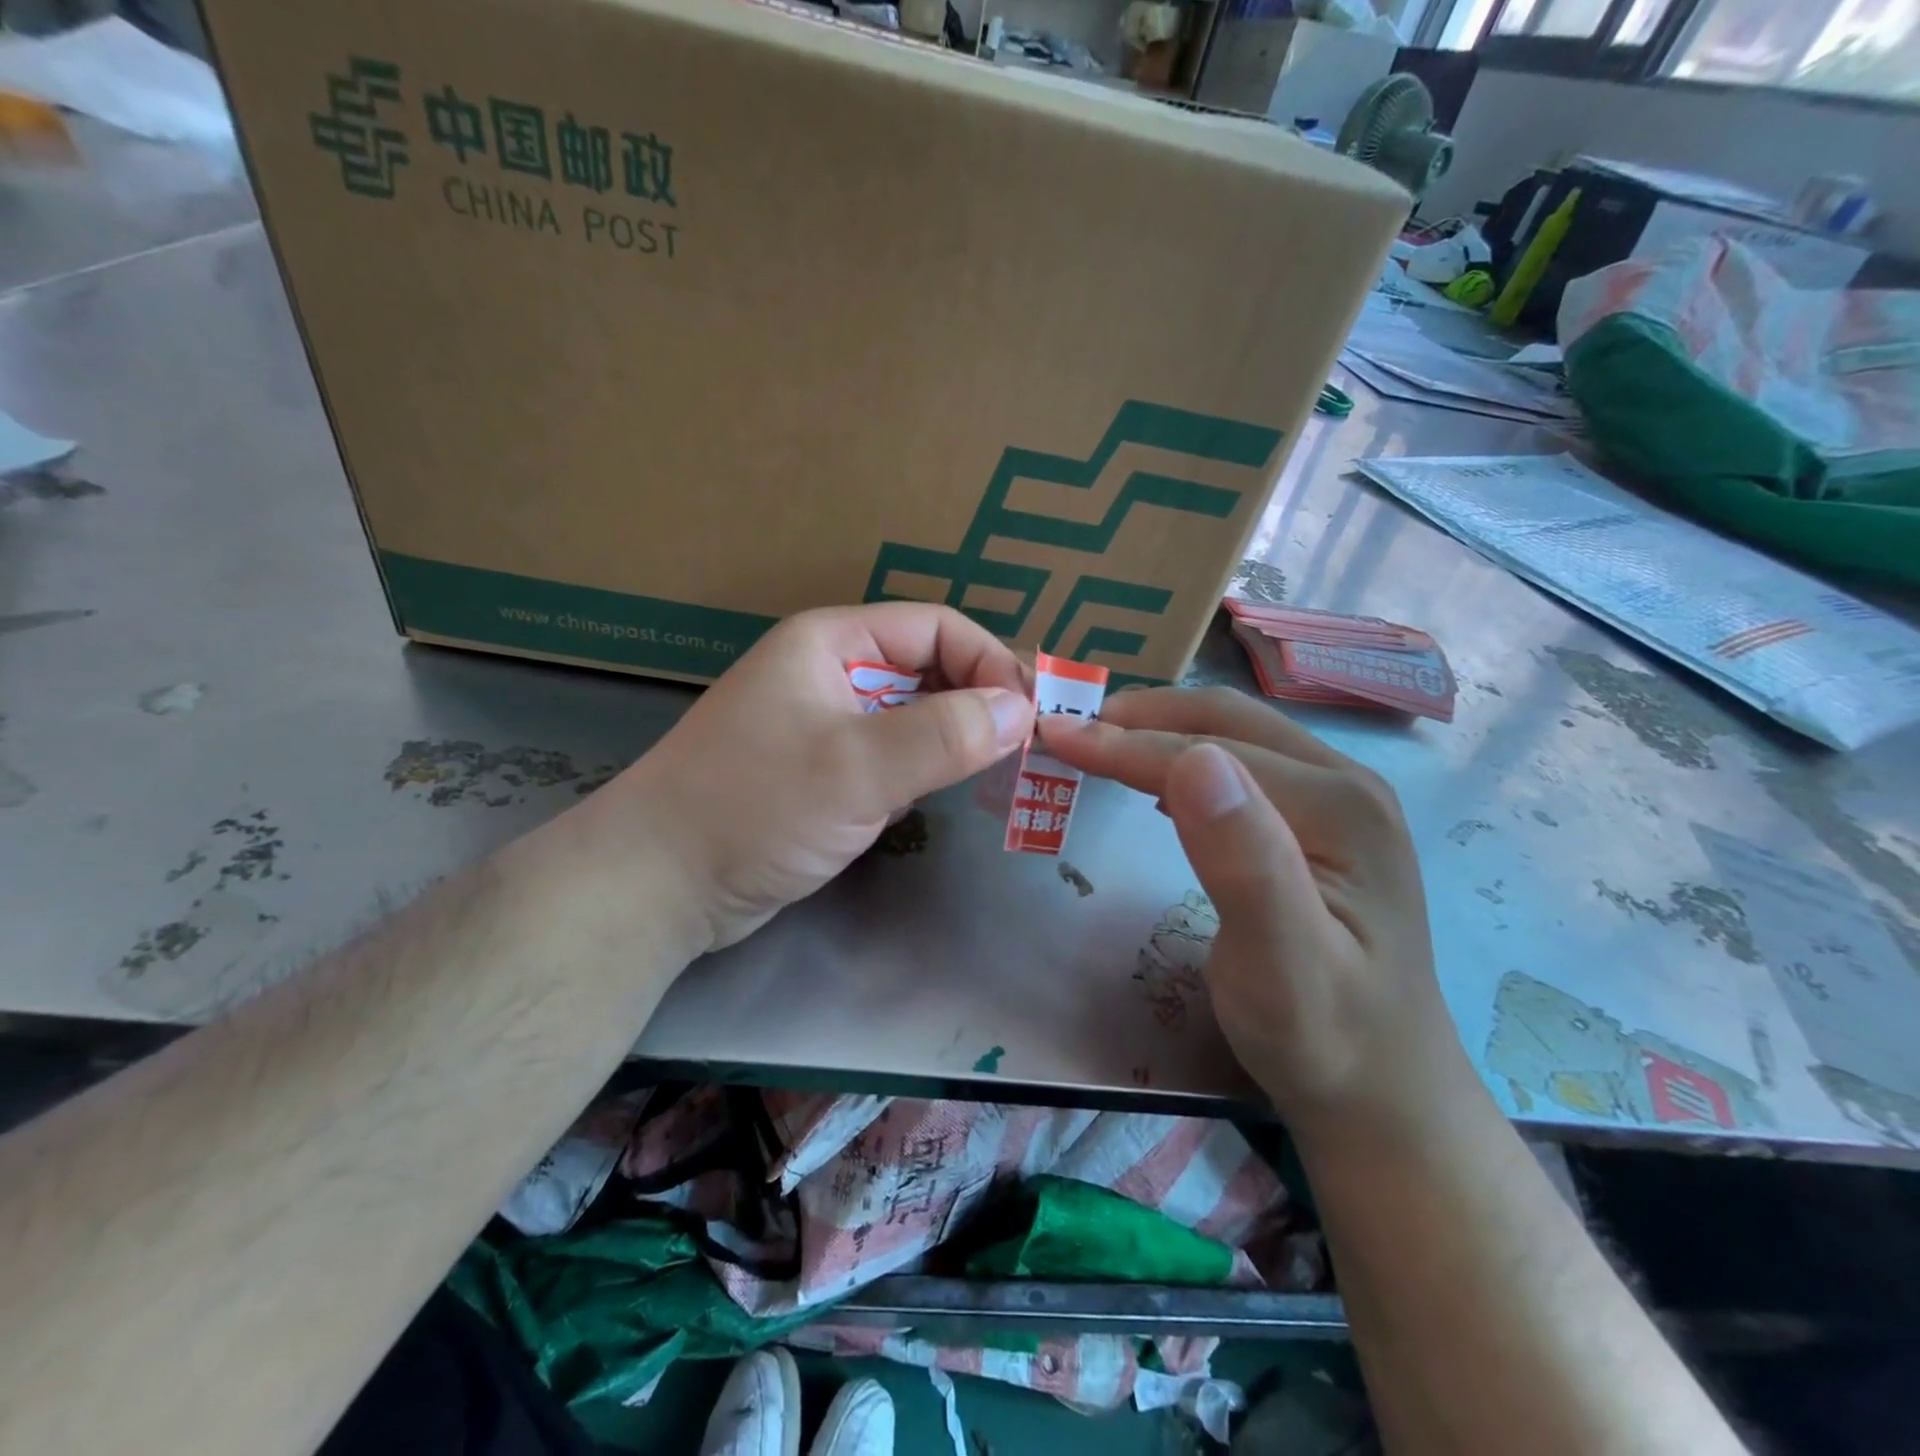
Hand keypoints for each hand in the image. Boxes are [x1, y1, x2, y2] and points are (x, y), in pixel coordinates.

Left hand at [600, 604, 1032, 951]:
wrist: (660, 885)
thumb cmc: (754, 808)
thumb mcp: (857, 768)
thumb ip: (945, 735)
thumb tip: (1022, 708)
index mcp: (831, 641)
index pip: (936, 628)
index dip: (990, 662)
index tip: (1032, 715)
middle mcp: (831, 672)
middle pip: (928, 668)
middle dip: (980, 701)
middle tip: (1030, 746)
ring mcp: (826, 724)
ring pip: (914, 715)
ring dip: (958, 737)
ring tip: (1003, 770)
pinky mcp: (824, 772)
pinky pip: (893, 755)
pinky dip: (927, 768)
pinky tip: (949, 792)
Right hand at [1038, 688, 1472, 1140]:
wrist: (1384, 1089)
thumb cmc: (1322, 1036)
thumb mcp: (1279, 963)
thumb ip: (1243, 860)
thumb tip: (1194, 758)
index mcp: (1339, 805)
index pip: (1210, 751)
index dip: (1127, 743)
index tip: (1055, 734)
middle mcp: (1348, 783)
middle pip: (1228, 723)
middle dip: (1142, 718)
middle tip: (1071, 728)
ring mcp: (1341, 799)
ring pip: (1236, 737)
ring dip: (1162, 732)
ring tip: (1100, 743)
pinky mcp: (1325, 822)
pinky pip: (1245, 765)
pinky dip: (1187, 759)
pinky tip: (1158, 780)